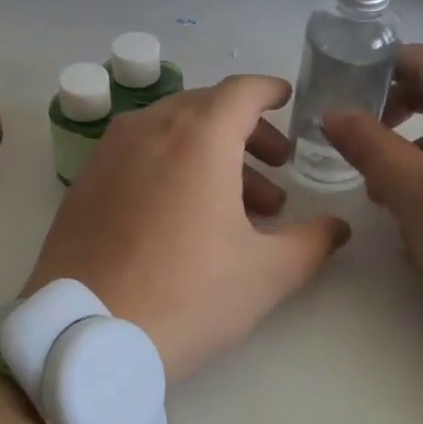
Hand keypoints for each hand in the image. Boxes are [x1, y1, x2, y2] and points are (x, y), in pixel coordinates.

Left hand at [23, 76, 349, 381]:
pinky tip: (185, 214)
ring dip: (212, 153)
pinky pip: (139, 153)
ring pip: (171, 131)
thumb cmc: (187, 295)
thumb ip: (312, 242)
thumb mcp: (265, 274)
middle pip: (207, 108)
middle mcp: (149, 128)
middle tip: (277, 169)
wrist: (85, 333)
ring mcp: (110, 152)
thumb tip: (337, 227)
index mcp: (198, 137)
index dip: (270, 91)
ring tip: (239, 206)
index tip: (288, 100)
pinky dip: (171, 164)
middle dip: (248, 131)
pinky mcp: (86, 181)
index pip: (242, 91)